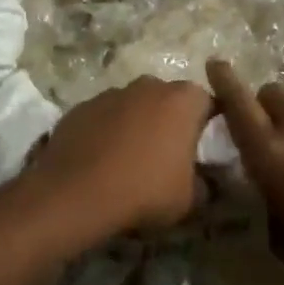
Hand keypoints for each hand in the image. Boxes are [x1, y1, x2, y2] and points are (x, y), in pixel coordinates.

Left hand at [28, 77, 213, 251]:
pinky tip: (100, 160)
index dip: (205, 124)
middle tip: (165, 154)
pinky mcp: (82, 106)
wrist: (77, 193)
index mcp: (182, 100)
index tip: (200, 148)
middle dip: (168, 120)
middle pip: (167, 98)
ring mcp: (111, 93)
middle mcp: (148, 86)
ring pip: (133, 105)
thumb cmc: (145, 190)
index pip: (206, 102)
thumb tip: (203, 182)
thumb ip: (202, 183)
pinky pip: (103, 116)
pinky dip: (106, 131)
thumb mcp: (189, 199)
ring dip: (135, 123)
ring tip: (129, 159)